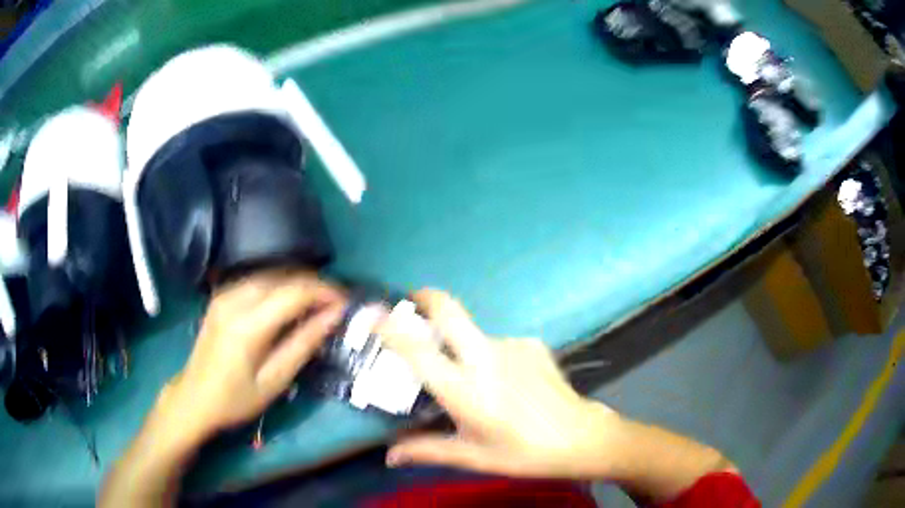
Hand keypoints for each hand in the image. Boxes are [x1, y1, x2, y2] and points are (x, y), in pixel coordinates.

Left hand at [155, 270, 344, 443]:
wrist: (194, 398)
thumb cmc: (236, 399)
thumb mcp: (275, 381)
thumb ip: (304, 343)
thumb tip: (335, 315)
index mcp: (247, 325)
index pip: (295, 292)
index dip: (325, 292)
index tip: (347, 302)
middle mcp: (234, 299)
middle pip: (284, 276)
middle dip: (315, 284)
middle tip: (336, 303)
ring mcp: (225, 294)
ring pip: (271, 273)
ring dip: (298, 282)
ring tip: (318, 302)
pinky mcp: (221, 295)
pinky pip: (257, 279)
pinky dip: (280, 285)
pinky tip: (290, 302)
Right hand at [376, 289, 625, 478]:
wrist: (579, 437)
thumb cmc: (522, 452)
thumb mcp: (472, 456)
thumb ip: (427, 450)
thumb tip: (389, 456)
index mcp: (465, 389)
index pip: (418, 351)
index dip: (391, 327)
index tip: (372, 313)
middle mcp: (485, 357)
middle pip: (450, 310)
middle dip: (426, 298)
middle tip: (412, 302)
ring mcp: (512, 345)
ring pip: (475, 333)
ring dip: (464, 344)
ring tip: (476, 377)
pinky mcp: (533, 343)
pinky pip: (500, 344)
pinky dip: (492, 356)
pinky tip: (507, 381)